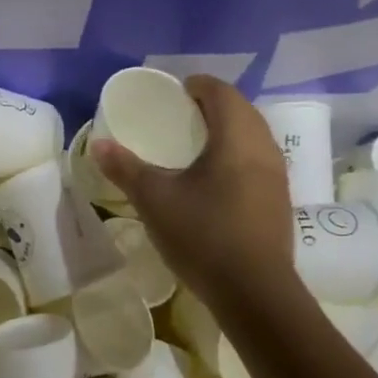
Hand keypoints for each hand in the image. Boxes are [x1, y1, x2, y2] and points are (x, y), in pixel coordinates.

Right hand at [91, 75, 294, 306]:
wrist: (255, 292)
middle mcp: (264, 147)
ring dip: (228, 132)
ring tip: (196, 147)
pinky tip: (216, 181)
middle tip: (181, 117)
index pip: (221, 92)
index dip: (198, 86)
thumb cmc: (203, 235)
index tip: (175, 92)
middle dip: (213, 106)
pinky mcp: (280, 200)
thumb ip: (126, 169)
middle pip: (241, 110)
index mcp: (236, 137)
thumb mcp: (155, 200)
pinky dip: (237, 156)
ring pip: (253, 136)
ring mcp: (278, 175)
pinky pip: (258, 161)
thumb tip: (98, 145)